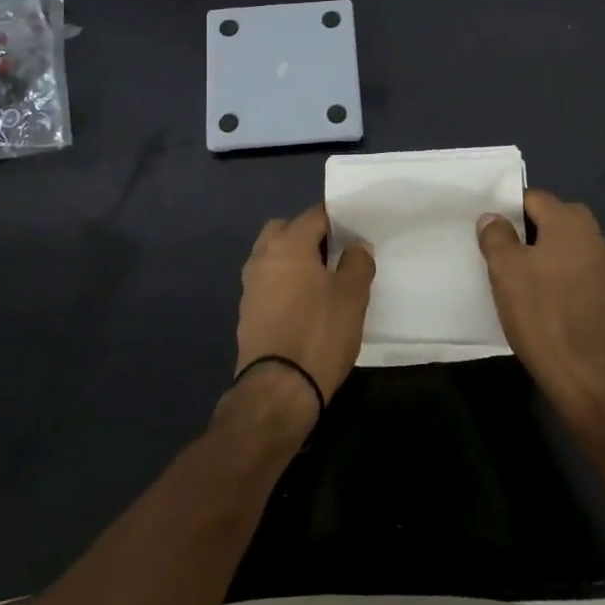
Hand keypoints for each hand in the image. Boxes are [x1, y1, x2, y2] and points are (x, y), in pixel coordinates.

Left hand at [233, 205, 374, 423]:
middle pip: (285, 230)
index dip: (337, 219)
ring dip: (293, 261)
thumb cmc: (319, 333)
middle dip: (308, 235)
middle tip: (334, 255)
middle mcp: (263, 256)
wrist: (278, 389)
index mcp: (289, 244)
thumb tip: (356, 245)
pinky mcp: (246, 312)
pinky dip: (284, 283)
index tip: (356, 232)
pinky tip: (305, 305)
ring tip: (322, 282)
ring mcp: (250, 285)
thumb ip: (357, 262)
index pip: (315, 215)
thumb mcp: (352, 296)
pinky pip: (268, 282)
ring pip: (273, 256)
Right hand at [477, 190, 604, 414]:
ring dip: (537, 256)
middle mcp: (593, 234)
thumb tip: (493, 218)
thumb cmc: (542, 313)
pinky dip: (553, 276)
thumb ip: (496, 235)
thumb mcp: (505, 270)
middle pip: (548, 220)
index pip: (531, 198)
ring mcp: (603, 265)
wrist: (587, 375)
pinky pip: (571, 270)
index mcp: (570, 220)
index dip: (505, 210)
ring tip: (511, 279)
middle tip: (495, 254)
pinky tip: (536, 299)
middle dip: (521, 233)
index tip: (486, 232)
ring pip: (559, 246)